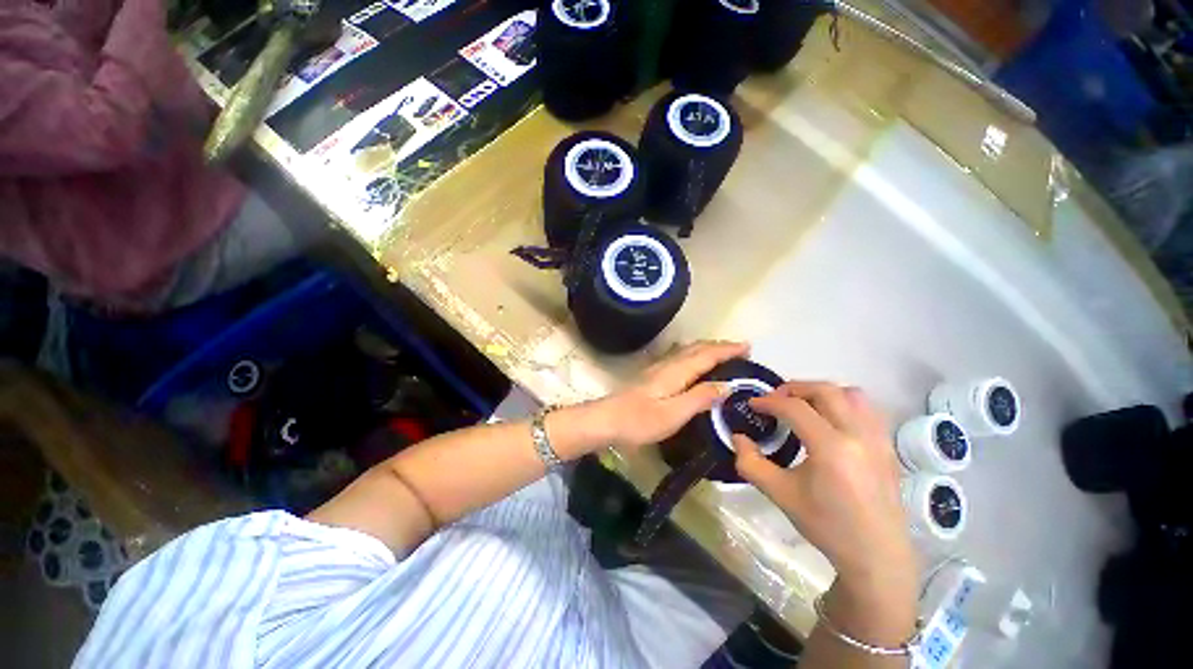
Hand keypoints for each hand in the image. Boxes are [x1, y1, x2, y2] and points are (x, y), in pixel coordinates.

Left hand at [590, 340, 749, 452]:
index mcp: (676, 372)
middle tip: (740, 348)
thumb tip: (727, 384)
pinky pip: (678, 358)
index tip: (747, 346)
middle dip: (719, 346)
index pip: (706, 355)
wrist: (606, 420)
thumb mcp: (674, 414)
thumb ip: (700, 398)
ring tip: (722, 352)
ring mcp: (657, 369)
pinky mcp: (651, 376)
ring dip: (706, 348)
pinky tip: (691, 362)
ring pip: (686, 351)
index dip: (727, 350)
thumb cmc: (640, 421)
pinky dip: (693, 355)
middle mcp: (667, 365)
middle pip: (696, 348)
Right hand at [732, 382, 916, 592]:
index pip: (795, 408)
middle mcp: (858, 435)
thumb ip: (750, 462)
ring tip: (803, 405)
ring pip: (851, 394)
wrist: (876, 555)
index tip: (753, 404)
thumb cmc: (827, 526)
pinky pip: (866, 409)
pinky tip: (830, 421)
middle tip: (775, 399)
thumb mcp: (780, 494)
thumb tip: (737, 437)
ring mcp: (878, 438)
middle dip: (794, 388)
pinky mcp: (888, 445)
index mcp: (831, 448)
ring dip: (822, 392)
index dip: (769, 401)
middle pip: (825, 390)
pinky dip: (843, 403)